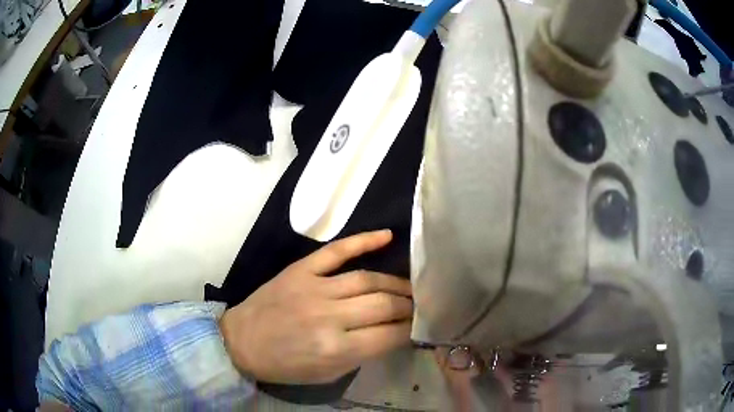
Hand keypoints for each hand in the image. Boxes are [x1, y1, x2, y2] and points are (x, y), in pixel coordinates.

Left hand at [220, 230, 412, 383]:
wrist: (241, 341)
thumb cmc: (285, 365)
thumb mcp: (328, 374)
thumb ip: (362, 355)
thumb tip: (392, 334)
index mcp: (337, 349)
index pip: (390, 335)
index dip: (410, 330)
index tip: (420, 326)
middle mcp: (330, 316)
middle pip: (384, 304)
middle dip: (409, 306)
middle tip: (419, 306)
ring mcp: (315, 288)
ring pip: (368, 279)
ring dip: (395, 283)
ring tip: (410, 287)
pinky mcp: (301, 270)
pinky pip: (337, 250)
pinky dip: (363, 240)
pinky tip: (387, 236)